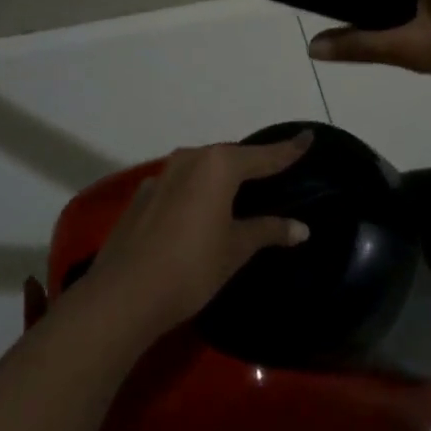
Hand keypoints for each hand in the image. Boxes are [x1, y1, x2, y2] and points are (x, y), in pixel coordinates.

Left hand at [86, 135, 312, 336]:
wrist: (123, 294)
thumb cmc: (191, 267)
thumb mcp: (236, 249)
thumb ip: (268, 231)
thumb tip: (302, 227)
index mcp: (218, 165)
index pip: (265, 155)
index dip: (289, 149)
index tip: (308, 136)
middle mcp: (190, 159)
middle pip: (231, 156)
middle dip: (254, 163)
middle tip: (277, 170)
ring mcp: (162, 175)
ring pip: (203, 168)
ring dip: (223, 176)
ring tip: (241, 190)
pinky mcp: (143, 195)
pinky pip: (182, 183)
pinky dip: (198, 190)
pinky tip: (201, 211)